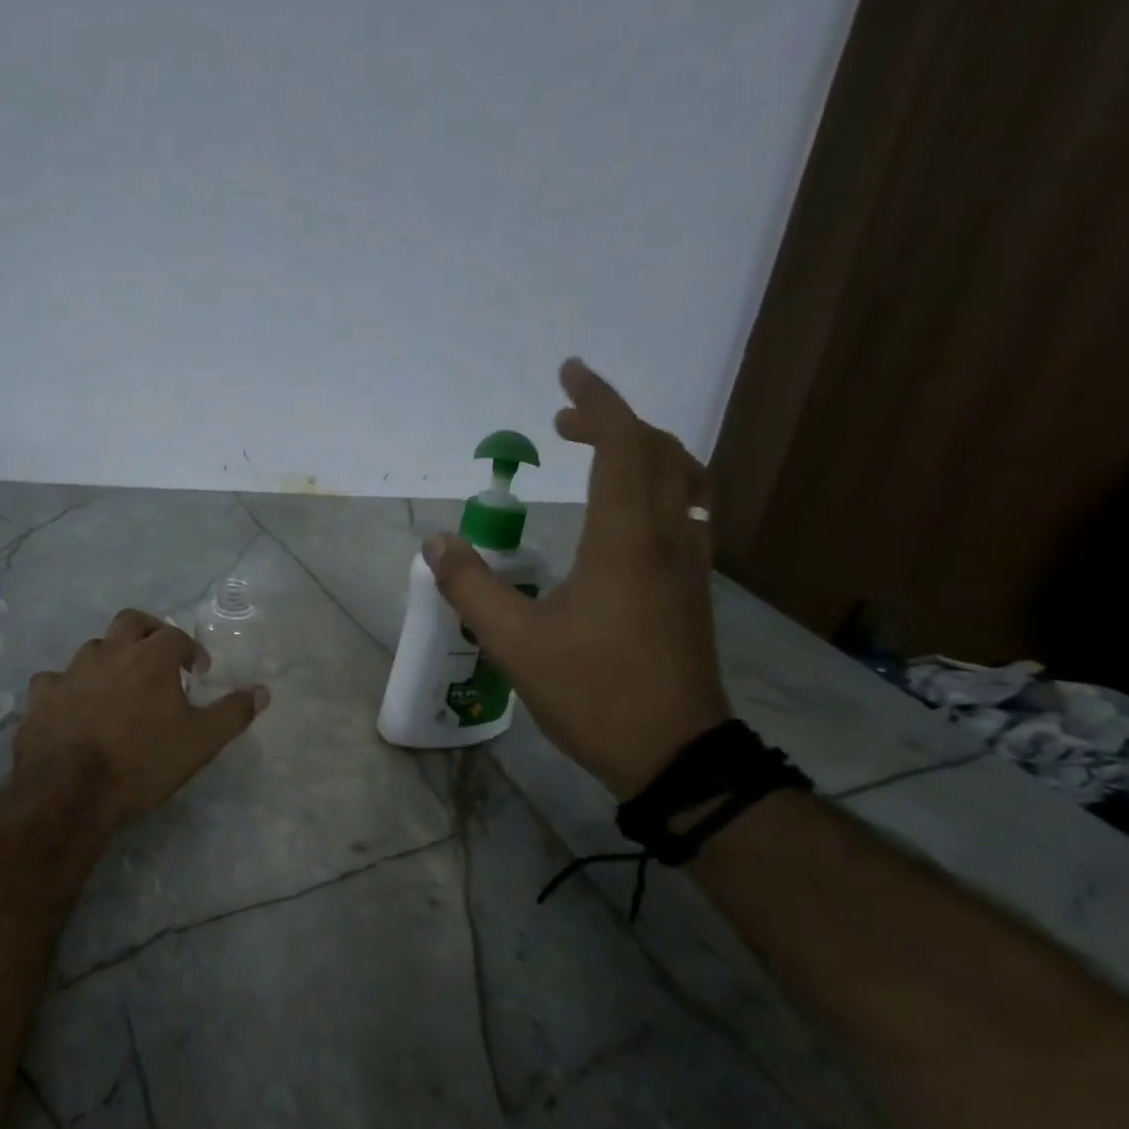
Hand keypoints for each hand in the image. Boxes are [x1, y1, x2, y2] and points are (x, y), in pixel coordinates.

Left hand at [14, 609, 269, 827]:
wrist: (71, 787)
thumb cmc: (143, 760)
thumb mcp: (201, 742)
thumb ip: (233, 713)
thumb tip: (263, 691)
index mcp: (151, 657)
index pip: (176, 636)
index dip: (190, 650)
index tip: (197, 671)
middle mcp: (110, 652)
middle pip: (131, 621)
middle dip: (149, 631)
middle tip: (159, 655)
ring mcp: (71, 671)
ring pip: (93, 648)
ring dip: (109, 658)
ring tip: (119, 686)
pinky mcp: (41, 695)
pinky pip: (55, 680)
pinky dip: (68, 687)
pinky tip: (72, 705)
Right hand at [424, 359, 730, 798]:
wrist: (675, 754)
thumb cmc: (594, 693)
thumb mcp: (514, 642)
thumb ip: (470, 587)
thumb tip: (437, 542)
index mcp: (625, 541)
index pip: (622, 446)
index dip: (598, 402)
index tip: (568, 374)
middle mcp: (668, 539)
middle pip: (658, 452)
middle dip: (613, 421)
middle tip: (564, 419)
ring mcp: (689, 564)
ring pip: (682, 480)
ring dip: (641, 450)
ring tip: (596, 452)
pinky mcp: (692, 589)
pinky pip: (685, 510)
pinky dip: (656, 485)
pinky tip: (624, 513)